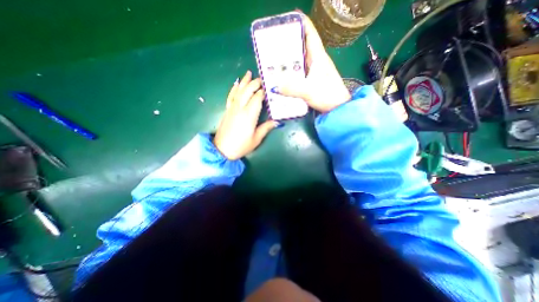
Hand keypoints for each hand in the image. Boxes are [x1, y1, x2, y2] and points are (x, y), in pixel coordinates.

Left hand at [212, 71, 277, 159]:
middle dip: (255, 83)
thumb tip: (277, 121)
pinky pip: (231, 96)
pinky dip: (234, 89)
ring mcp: (232, 108)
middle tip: (262, 78)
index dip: (263, 92)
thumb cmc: (241, 146)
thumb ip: (266, 128)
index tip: (269, 87)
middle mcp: (240, 108)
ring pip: (239, 91)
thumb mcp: (256, 139)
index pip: (257, 98)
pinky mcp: (227, 110)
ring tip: (249, 73)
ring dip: (244, 82)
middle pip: (248, 91)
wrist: (222, 150)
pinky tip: (237, 83)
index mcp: (249, 115)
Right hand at [275, 14, 349, 112]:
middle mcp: (316, 60)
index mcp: (318, 56)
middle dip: (289, 41)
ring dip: (289, 57)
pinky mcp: (312, 80)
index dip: (300, 22)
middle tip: (273, 43)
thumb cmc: (327, 96)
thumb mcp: (309, 91)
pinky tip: (283, 74)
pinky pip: (299, 71)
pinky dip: (291, 71)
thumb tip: (273, 86)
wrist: (338, 108)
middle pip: (302, 45)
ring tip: (274, 58)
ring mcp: (314, 71)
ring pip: (300, 59)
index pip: (310, 32)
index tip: (286, 19)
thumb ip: (292, 89)